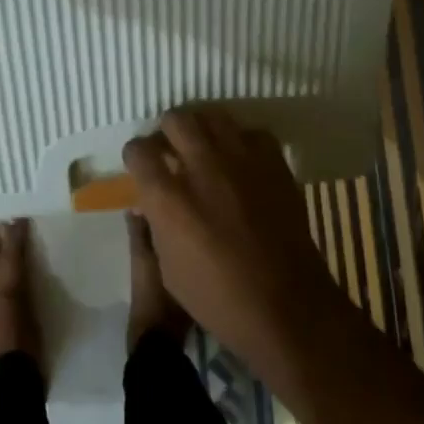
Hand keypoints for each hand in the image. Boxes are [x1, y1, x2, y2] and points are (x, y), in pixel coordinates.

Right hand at [123, 107, 343, 381]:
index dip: (136, 156)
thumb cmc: (218, 299)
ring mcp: (241, 161)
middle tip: (172, 151)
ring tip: (204, 149)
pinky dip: (241, 142)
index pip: (138, 150)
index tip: (141, 166)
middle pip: (175, 120)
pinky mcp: (274, 164)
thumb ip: (155, 226)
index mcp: (168, 198)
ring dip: (202, 129)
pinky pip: (251, 134)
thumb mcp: (168, 270)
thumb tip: (148, 202)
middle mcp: (202, 168)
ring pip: (213, 116)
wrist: (287, 307)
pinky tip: (241, 162)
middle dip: (167, 132)